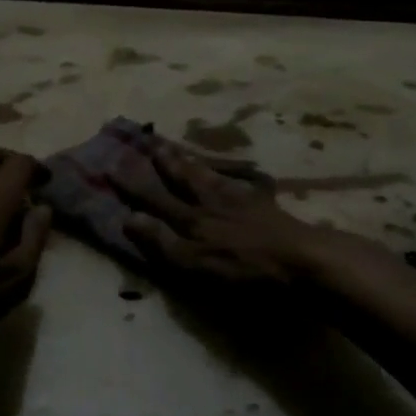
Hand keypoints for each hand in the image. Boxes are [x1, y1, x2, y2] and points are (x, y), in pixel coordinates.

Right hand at [113, 137, 331, 290]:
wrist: (303, 262)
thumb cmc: (245, 272)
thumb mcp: (194, 264)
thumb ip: (162, 242)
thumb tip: (128, 217)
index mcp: (192, 221)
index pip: (155, 199)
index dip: (133, 185)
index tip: (112, 165)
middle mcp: (211, 204)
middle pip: (183, 180)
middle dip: (163, 163)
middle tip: (149, 143)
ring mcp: (241, 202)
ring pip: (209, 176)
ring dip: (191, 162)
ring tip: (178, 149)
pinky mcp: (267, 207)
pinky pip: (244, 184)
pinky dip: (234, 175)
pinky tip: (235, 172)